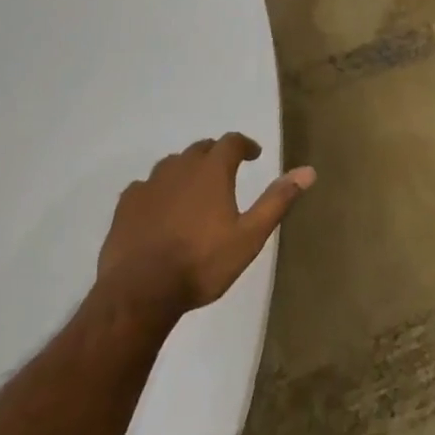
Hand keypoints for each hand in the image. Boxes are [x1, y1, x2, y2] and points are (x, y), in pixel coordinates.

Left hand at [96, 134, 316, 314]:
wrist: (140, 292)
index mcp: (212, 170)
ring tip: (194, 190)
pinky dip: (157, 191)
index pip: (231, 142)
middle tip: (226, 172)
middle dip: (216, 155)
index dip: (245, 145)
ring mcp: (150, 184)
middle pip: (201, 149)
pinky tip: (159, 209)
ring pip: (172, 165)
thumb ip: (277, 201)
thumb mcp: (249, 237)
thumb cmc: (201, 263)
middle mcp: (180, 167)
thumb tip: (308, 171)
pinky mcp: (126, 205)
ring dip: (186, 170)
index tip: (254, 155)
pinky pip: (145, 186)